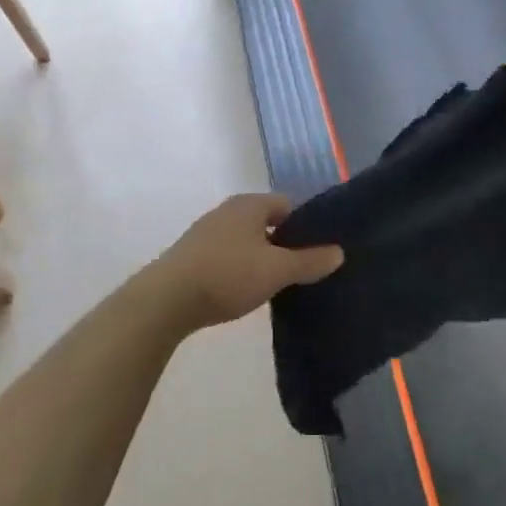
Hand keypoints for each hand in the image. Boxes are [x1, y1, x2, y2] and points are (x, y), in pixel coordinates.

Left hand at [145, 194, 343, 333]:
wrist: (165, 301)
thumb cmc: (227, 274)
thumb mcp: (277, 270)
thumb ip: (309, 261)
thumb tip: (339, 252)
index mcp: (249, 205)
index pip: (288, 205)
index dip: (306, 225)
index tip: (320, 249)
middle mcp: (227, 212)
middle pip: (267, 223)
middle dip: (285, 243)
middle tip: (304, 269)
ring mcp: (206, 234)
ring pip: (247, 242)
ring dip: (262, 258)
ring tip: (279, 284)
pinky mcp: (192, 257)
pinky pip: (228, 257)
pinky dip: (241, 270)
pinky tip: (247, 291)